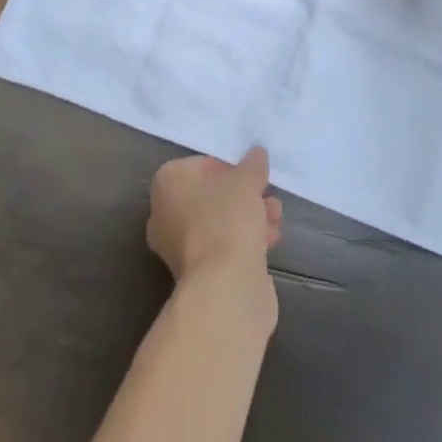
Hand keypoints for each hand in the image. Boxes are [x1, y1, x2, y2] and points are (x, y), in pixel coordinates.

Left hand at [147, 147, 282, 283]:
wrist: (226, 287)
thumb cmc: (227, 219)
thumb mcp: (245, 180)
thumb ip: (252, 165)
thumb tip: (256, 154)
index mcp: (167, 184)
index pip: (199, 165)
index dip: (228, 167)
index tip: (250, 174)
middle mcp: (165, 215)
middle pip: (211, 196)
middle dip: (243, 196)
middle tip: (267, 195)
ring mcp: (180, 249)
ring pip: (220, 223)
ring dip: (250, 218)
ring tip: (275, 220)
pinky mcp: (200, 275)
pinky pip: (225, 248)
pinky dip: (246, 242)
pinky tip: (270, 241)